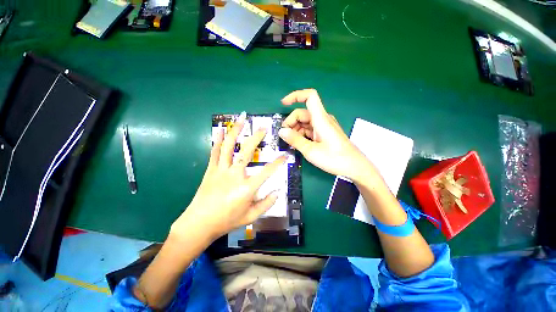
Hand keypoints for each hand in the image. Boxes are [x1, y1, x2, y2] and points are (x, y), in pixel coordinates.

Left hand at [170, 112, 286, 241]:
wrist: (199, 224)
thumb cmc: (227, 221)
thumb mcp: (250, 217)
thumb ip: (266, 204)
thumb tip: (277, 192)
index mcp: (246, 188)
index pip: (267, 172)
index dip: (278, 163)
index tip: (285, 155)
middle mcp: (235, 175)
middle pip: (247, 152)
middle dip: (256, 138)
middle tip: (263, 128)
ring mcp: (221, 170)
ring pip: (229, 146)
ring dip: (235, 131)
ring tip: (241, 119)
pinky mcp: (211, 170)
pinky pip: (215, 152)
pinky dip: (218, 139)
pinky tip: (220, 129)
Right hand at [278, 89, 376, 182]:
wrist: (354, 167)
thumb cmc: (334, 159)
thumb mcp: (311, 151)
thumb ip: (295, 140)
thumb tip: (281, 131)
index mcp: (321, 119)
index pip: (309, 96)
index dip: (295, 96)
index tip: (283, 104)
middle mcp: (323, 119)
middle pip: (303, 113)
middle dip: (291, 122)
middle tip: (285, 137)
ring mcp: (324, 127)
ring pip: (305, 122)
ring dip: (296, 130)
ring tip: (291, 143)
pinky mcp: (325, 134)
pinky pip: (310, 129)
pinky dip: (302, 134)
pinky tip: (298, 144)